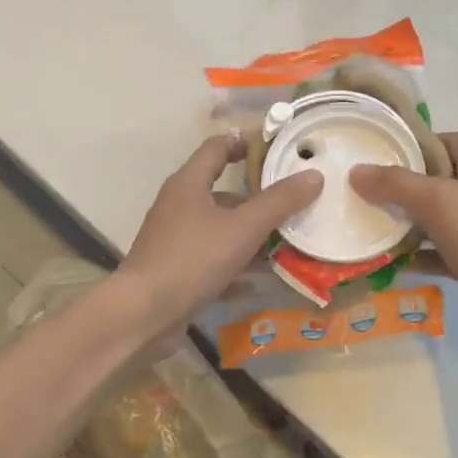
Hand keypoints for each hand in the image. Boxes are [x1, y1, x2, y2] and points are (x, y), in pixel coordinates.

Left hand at [117, 133, 321, 333]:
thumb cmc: (193, 259)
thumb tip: (314, 175)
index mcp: (189, 183)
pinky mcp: (174, 269)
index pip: (218, 147)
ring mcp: (174, 238)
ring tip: (286, 244)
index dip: (247, 143)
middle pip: (222, 191)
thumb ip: (279, 202)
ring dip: (250, 235)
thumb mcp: (243, 228)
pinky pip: (212, 259)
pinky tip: (260, 281)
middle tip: (293, 202)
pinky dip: (235, 266)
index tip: (278, 150)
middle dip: (257, 198)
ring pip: (219, 228)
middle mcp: (178, 205)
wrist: (143, 313)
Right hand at [351, 132, 457, 358]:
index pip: (449, 142)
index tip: (381, 150)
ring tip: (364, 222)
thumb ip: (397, 184)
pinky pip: (436, 255)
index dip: (418, 141)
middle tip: (361, 188)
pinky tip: (385, 262)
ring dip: (404, 222)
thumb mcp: (439, 201)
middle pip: (437, 181)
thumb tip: (357, 171)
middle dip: (401, 184)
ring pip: (433, 221)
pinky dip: (413, 257)